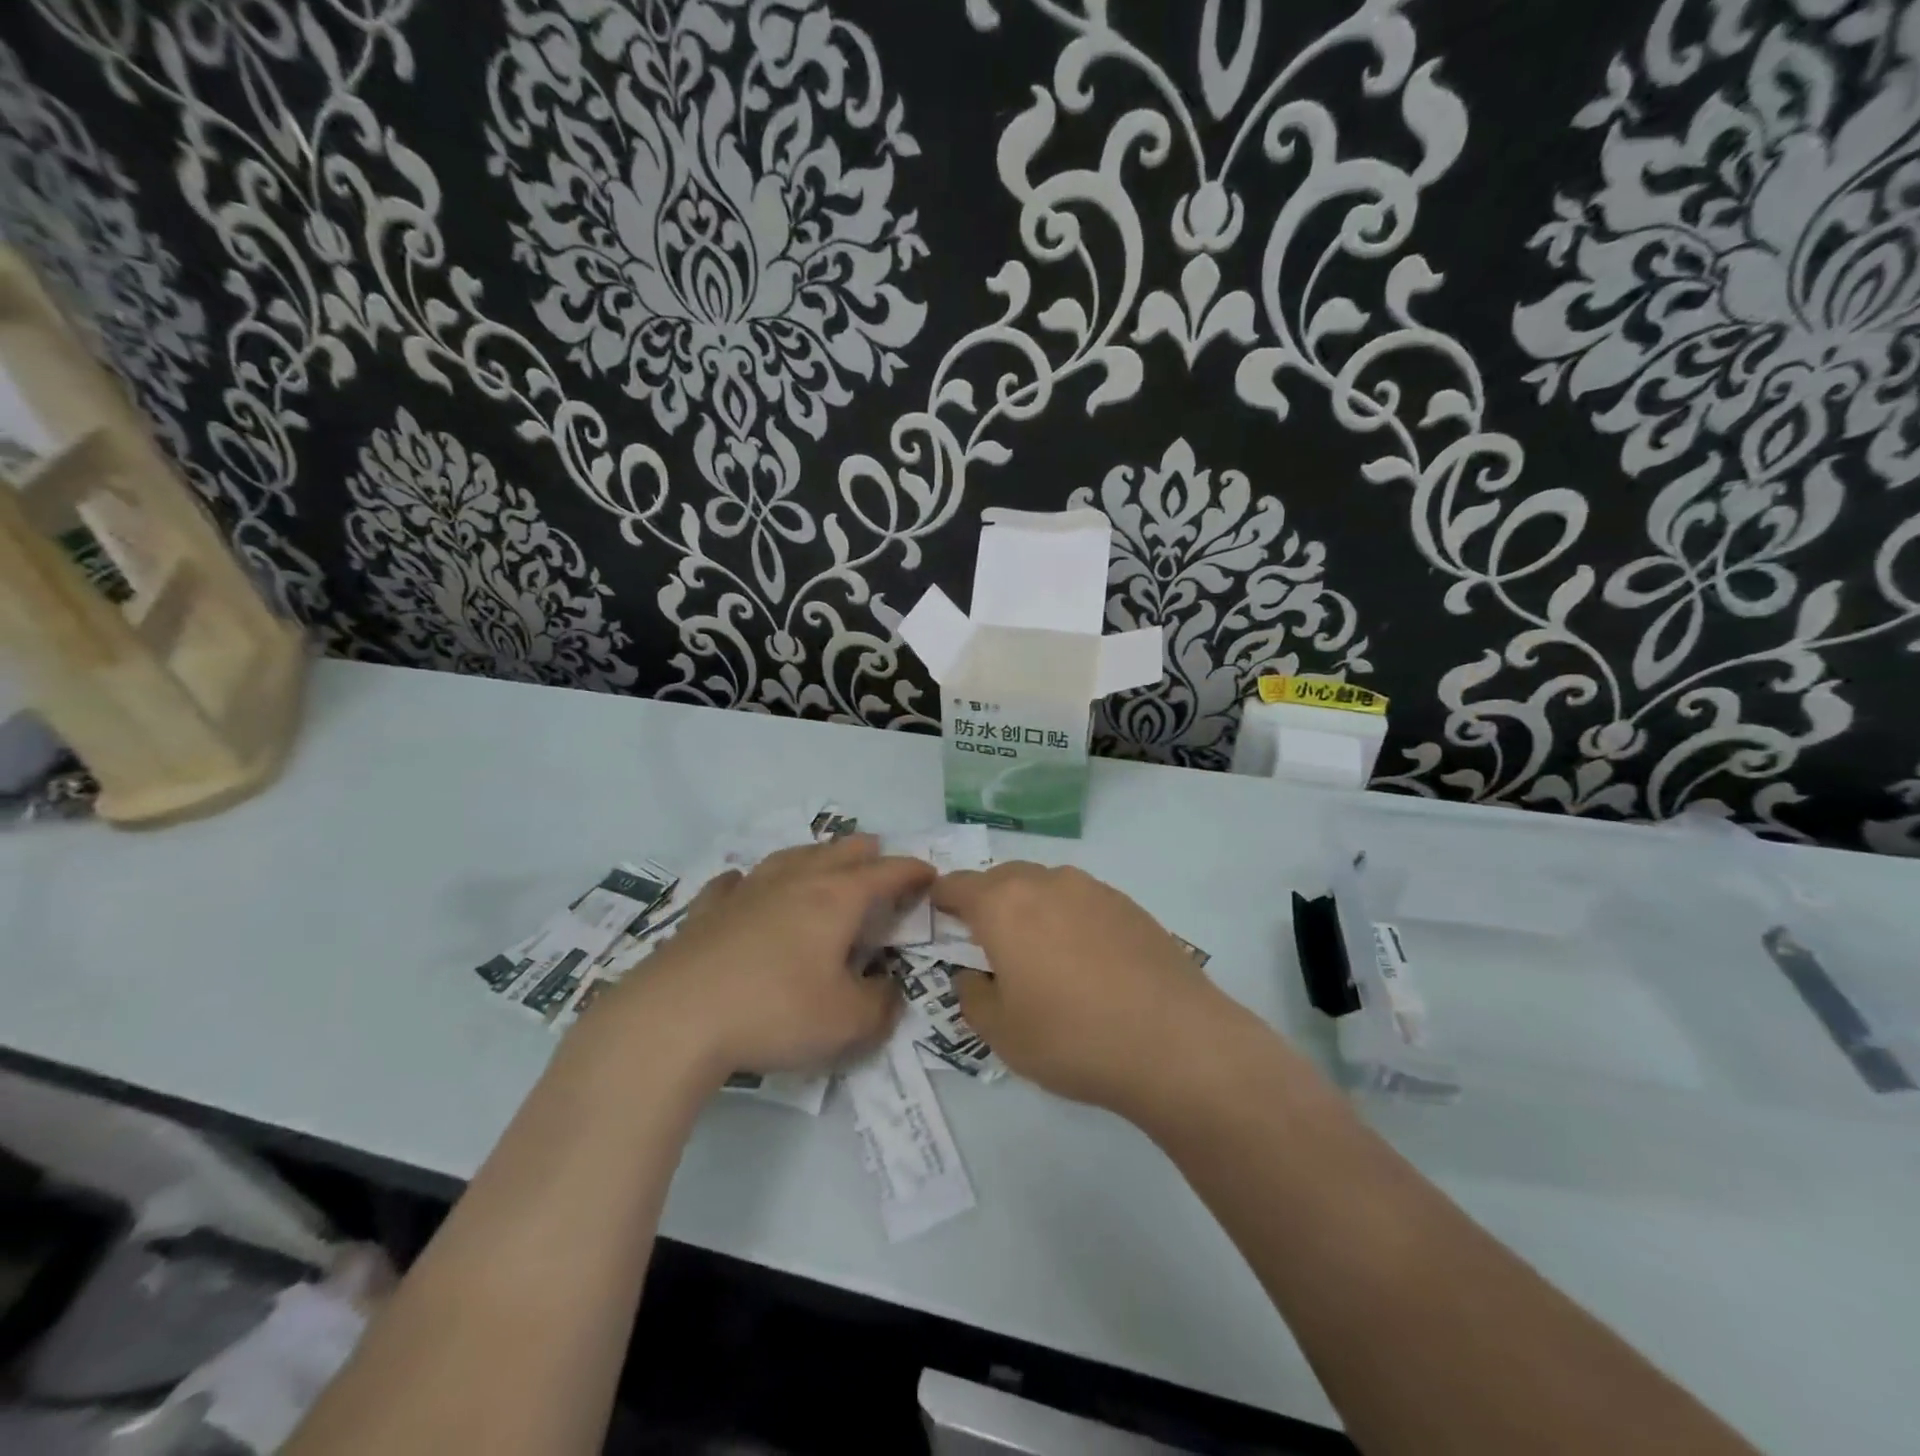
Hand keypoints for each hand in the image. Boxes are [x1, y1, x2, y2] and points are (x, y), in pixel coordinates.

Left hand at [600, 835, 934, 1082]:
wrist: (677, 1019)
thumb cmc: (775, 1012)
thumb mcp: (847, 1022)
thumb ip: (881, 1005)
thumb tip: (888, 990)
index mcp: (836, 899)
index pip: (886, 873)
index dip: (912, 871)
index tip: (930, 874)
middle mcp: (795, 882)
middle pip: (839, 852)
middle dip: (866, 852)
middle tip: (879, 856)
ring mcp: (747, 892)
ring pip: (789, 857)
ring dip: (814, 854)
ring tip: (823, 857)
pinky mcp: (707, 912)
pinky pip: (733, 884)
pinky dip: (749, 881)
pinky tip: (742, 884)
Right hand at [931, 863, 1248, 1116]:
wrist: (1176, 1043)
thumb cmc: (1073, 1038)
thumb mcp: (1002, 1033)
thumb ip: (972, 995)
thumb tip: (972, 975)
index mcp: (1004, 905)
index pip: (957, 885)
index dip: (941, 900)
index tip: (939, 920)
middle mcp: (1046, 883)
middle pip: (1002, 879)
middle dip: (986, 903)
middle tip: (988, 944)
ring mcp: (1092, 889)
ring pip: (1045, 886)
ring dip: (1031, 908)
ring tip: (1040, 954)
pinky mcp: (1129, 904)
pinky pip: (1081, 900)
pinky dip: (1069, 918)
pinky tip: (1086, 960)